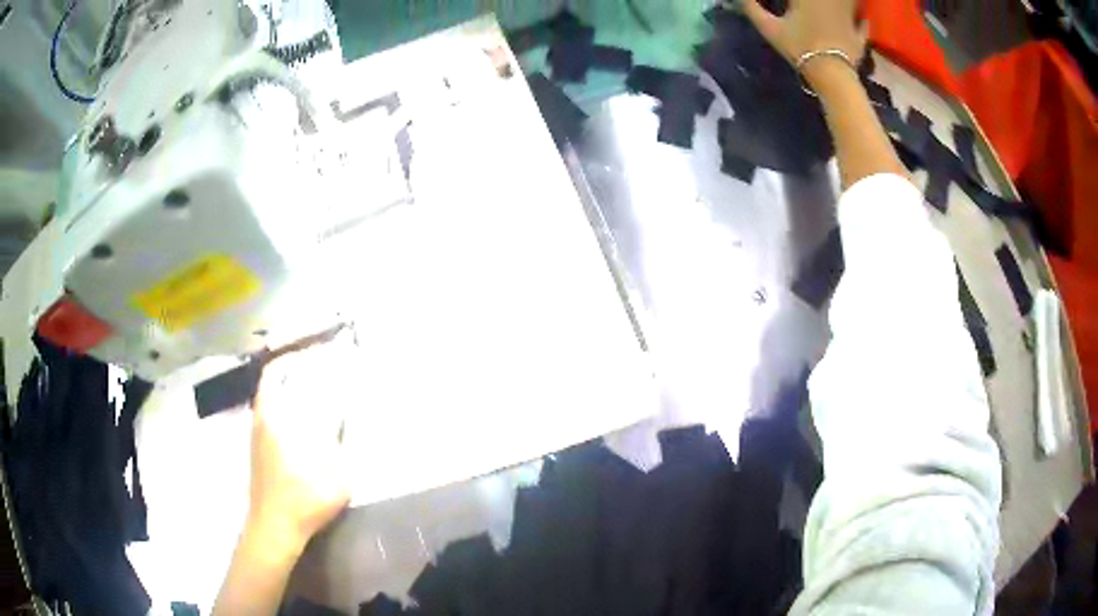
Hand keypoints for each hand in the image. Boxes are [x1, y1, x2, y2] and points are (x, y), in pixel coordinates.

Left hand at [245, 338, 350, 557]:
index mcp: (275, 420)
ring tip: (314, 391)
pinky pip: (269, 416)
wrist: (273, 529)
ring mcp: (256, 437)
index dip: (292, 358)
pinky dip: (284, 409)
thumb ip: (345, 451)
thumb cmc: (302, 502)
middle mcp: (261, 422)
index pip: (275, 374)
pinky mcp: (257, 451)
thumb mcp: (336, 479)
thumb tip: (349, 425)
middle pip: (271, 383)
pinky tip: (304, 422)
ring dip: (288, 390)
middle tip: (319, 369)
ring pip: (269, 401)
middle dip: (293, 371)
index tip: (313, 352)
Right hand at [741, 0, 865, 79]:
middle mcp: (831, 1)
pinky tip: (860, 18)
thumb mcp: (769, 28)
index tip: (793, 2)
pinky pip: (862, 23)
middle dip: (819, 1)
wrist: (831, 73)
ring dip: (846, 2)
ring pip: (850, 2)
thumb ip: (752, 8)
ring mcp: (848, 18)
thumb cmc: (799, 47)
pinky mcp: (859, 35)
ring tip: (834, 7)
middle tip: (810, 5)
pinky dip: (861, 20)